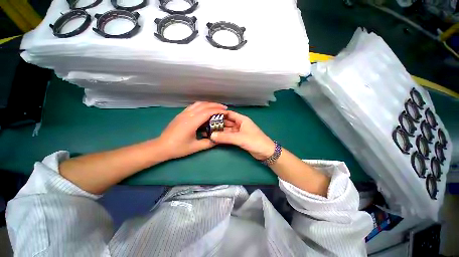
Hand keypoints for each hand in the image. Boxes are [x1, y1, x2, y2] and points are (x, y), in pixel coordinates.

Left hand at [159, 102, 227, 159]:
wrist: (161, 147)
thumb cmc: (178, 148)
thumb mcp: (195, 147)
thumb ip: (209, 143)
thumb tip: (219, 140)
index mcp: (192, 122)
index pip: (207, 112)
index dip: (218, 111)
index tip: (226, 112)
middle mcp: (188, 115)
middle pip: (204, 105)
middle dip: (215, 105)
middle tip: (224, 108)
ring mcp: (183, 113)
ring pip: (198, 104)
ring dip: (208, 104)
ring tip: (216, 107)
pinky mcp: (181, 114)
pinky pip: (193, 106)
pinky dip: (202, 105)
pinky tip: (205, 109)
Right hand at [210, 110, 274, 159]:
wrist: (266, 152)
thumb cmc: (255, 141)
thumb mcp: (240, 138)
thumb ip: (226, 137)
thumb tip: (211, 135)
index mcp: (242, 119)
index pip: (229, 114)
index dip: (220, 114)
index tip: (209, 115)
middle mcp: (239, 124)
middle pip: (227, 122)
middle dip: (218, 123)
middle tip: (206, 125)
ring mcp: (239, 132)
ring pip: (227, 130)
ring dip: (219, 131)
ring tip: (208, 131)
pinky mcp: (239, 139)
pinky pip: (229, 136)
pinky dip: (223, 137)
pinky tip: (215, 137)